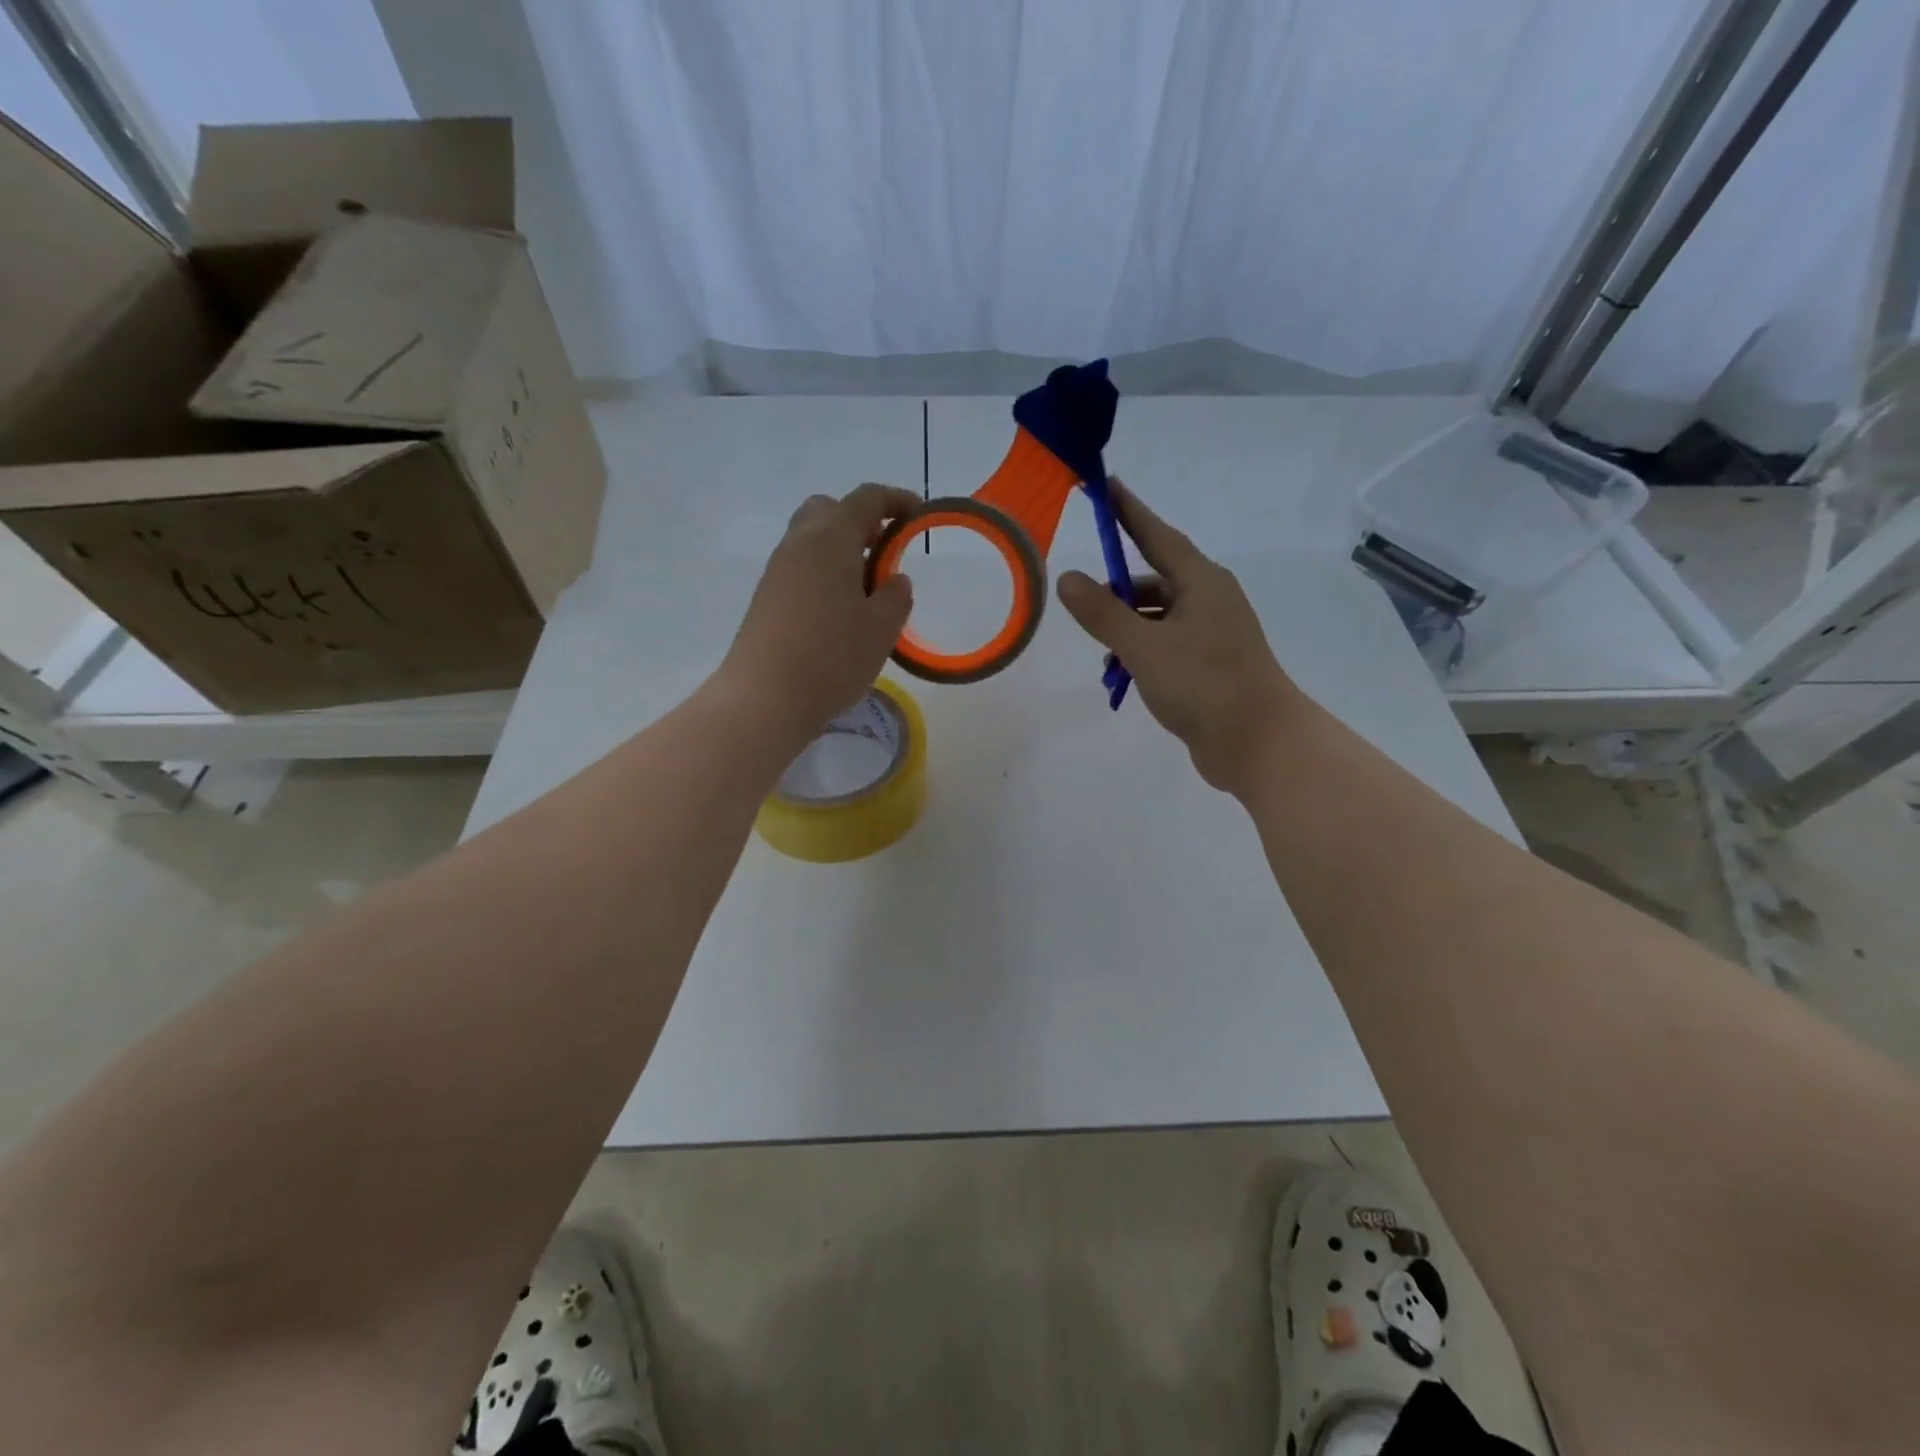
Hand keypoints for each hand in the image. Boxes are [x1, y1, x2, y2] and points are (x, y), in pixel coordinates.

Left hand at [718, 483, 917, 740]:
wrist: (765, 698)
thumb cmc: (833, 657)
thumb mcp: (882, 628)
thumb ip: (895, 596)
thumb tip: (893, 579)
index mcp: (831, 538)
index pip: (866, 499)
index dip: (896, 500)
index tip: (919, 514)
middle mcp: (799, 543)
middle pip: (829, 510)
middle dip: (860, 521)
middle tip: (885, 552)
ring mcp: (777, 571)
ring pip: (811, 540)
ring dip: (841, 551)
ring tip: (867, 589)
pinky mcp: (766, 598)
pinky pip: (800, 568)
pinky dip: (824, 574)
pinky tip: (840, 611)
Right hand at [1057, 482, 1301, 794]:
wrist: (1257, 743)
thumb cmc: (1202, 683)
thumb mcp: (1143, 645)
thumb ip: (1102, 613)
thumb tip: (1067, 578)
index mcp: (1201, 582)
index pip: (1156, 536)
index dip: (1129, 512)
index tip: (1106, 486)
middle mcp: (1210, 600)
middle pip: (1154, 580)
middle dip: (1118, 593)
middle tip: (1084, 604)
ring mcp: (1213, 634)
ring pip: (1158, 618)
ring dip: (1127, 630)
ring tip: (1104, 655)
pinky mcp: (1211, 665)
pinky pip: (1166, 645)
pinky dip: (1142, 653)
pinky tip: (1123, 676)